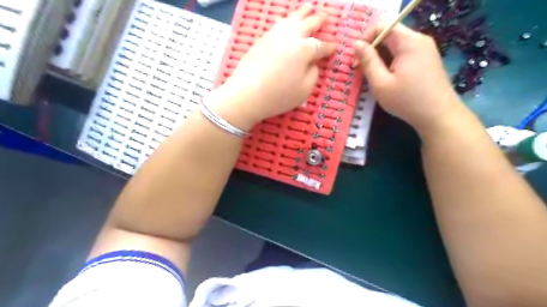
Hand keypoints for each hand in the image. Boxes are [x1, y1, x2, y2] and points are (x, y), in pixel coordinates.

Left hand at [213, 4, 333, 129]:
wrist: (247, 94)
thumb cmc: (279, 96)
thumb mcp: (304, 90)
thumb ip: (313, 74)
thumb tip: (312, 63)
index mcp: (304, 50)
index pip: (321, 46)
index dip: (329, 48)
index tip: (335, 47)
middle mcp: (291, 37)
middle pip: (308, 24)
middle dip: (318, 21)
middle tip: (325, 18)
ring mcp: (274, 35)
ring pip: (292, 19)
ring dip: (302, 13)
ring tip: (309, 8)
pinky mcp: (262, 39)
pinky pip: (277, 24)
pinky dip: (286, 20)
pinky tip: (286, 20)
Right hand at [353, 23, 462, 132]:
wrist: (439, 116)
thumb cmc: (406, 100)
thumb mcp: (380, 83)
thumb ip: (368, 61)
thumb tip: (356, 44)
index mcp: (408, 42)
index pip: (382, 26)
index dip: (365, 39)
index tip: (357, 60)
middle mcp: (419, 40)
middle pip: (389, 34)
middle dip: (372, 49)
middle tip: (362, 70)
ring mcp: (426, 49)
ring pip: (396, 44)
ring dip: (381, 57)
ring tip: (374, 76)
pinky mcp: (428, 59)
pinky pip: (405, 52)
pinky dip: (392, 61)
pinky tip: (389, 78)